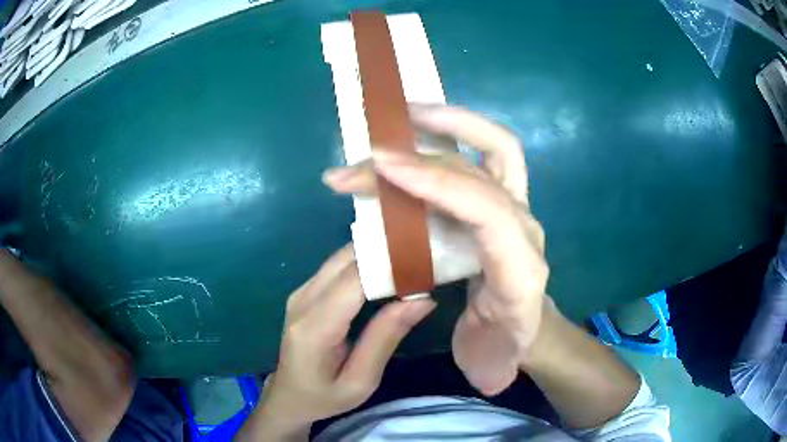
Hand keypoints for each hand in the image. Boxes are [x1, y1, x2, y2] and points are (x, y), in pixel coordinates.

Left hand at [242, 245, 435, 439]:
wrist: (288, 396)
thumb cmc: (325, 397)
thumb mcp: (361, 380)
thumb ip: (386, 337)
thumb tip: (422, 298)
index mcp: (314, 327)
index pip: (354, 279)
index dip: (390, 264)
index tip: (427, 261)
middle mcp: (303, 300)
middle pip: (348, 259)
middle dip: (387, 254)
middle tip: (425, 259)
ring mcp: (301, 292)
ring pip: (343, 257)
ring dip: (377, 256)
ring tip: (411, 264)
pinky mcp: (305, 291)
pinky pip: (338, 267)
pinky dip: (365, 264)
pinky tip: (387, 273)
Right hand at [323, 104, 548, 395]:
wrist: (528, 333)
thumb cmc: (506, 348)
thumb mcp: (493, 366)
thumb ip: (486, 364)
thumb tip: (444, 330)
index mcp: (522, 269)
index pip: (487, 209)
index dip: (436, 183)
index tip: (383, 170)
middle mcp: (525, 226)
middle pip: (481, 170)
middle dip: (425, 151)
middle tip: (373, 146)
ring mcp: (516, 206)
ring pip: (491, 148)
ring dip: (444, 124)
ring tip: (397, 115)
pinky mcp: (501, 200)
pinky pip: (483, 153)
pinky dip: (450, 134)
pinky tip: (415, 133)